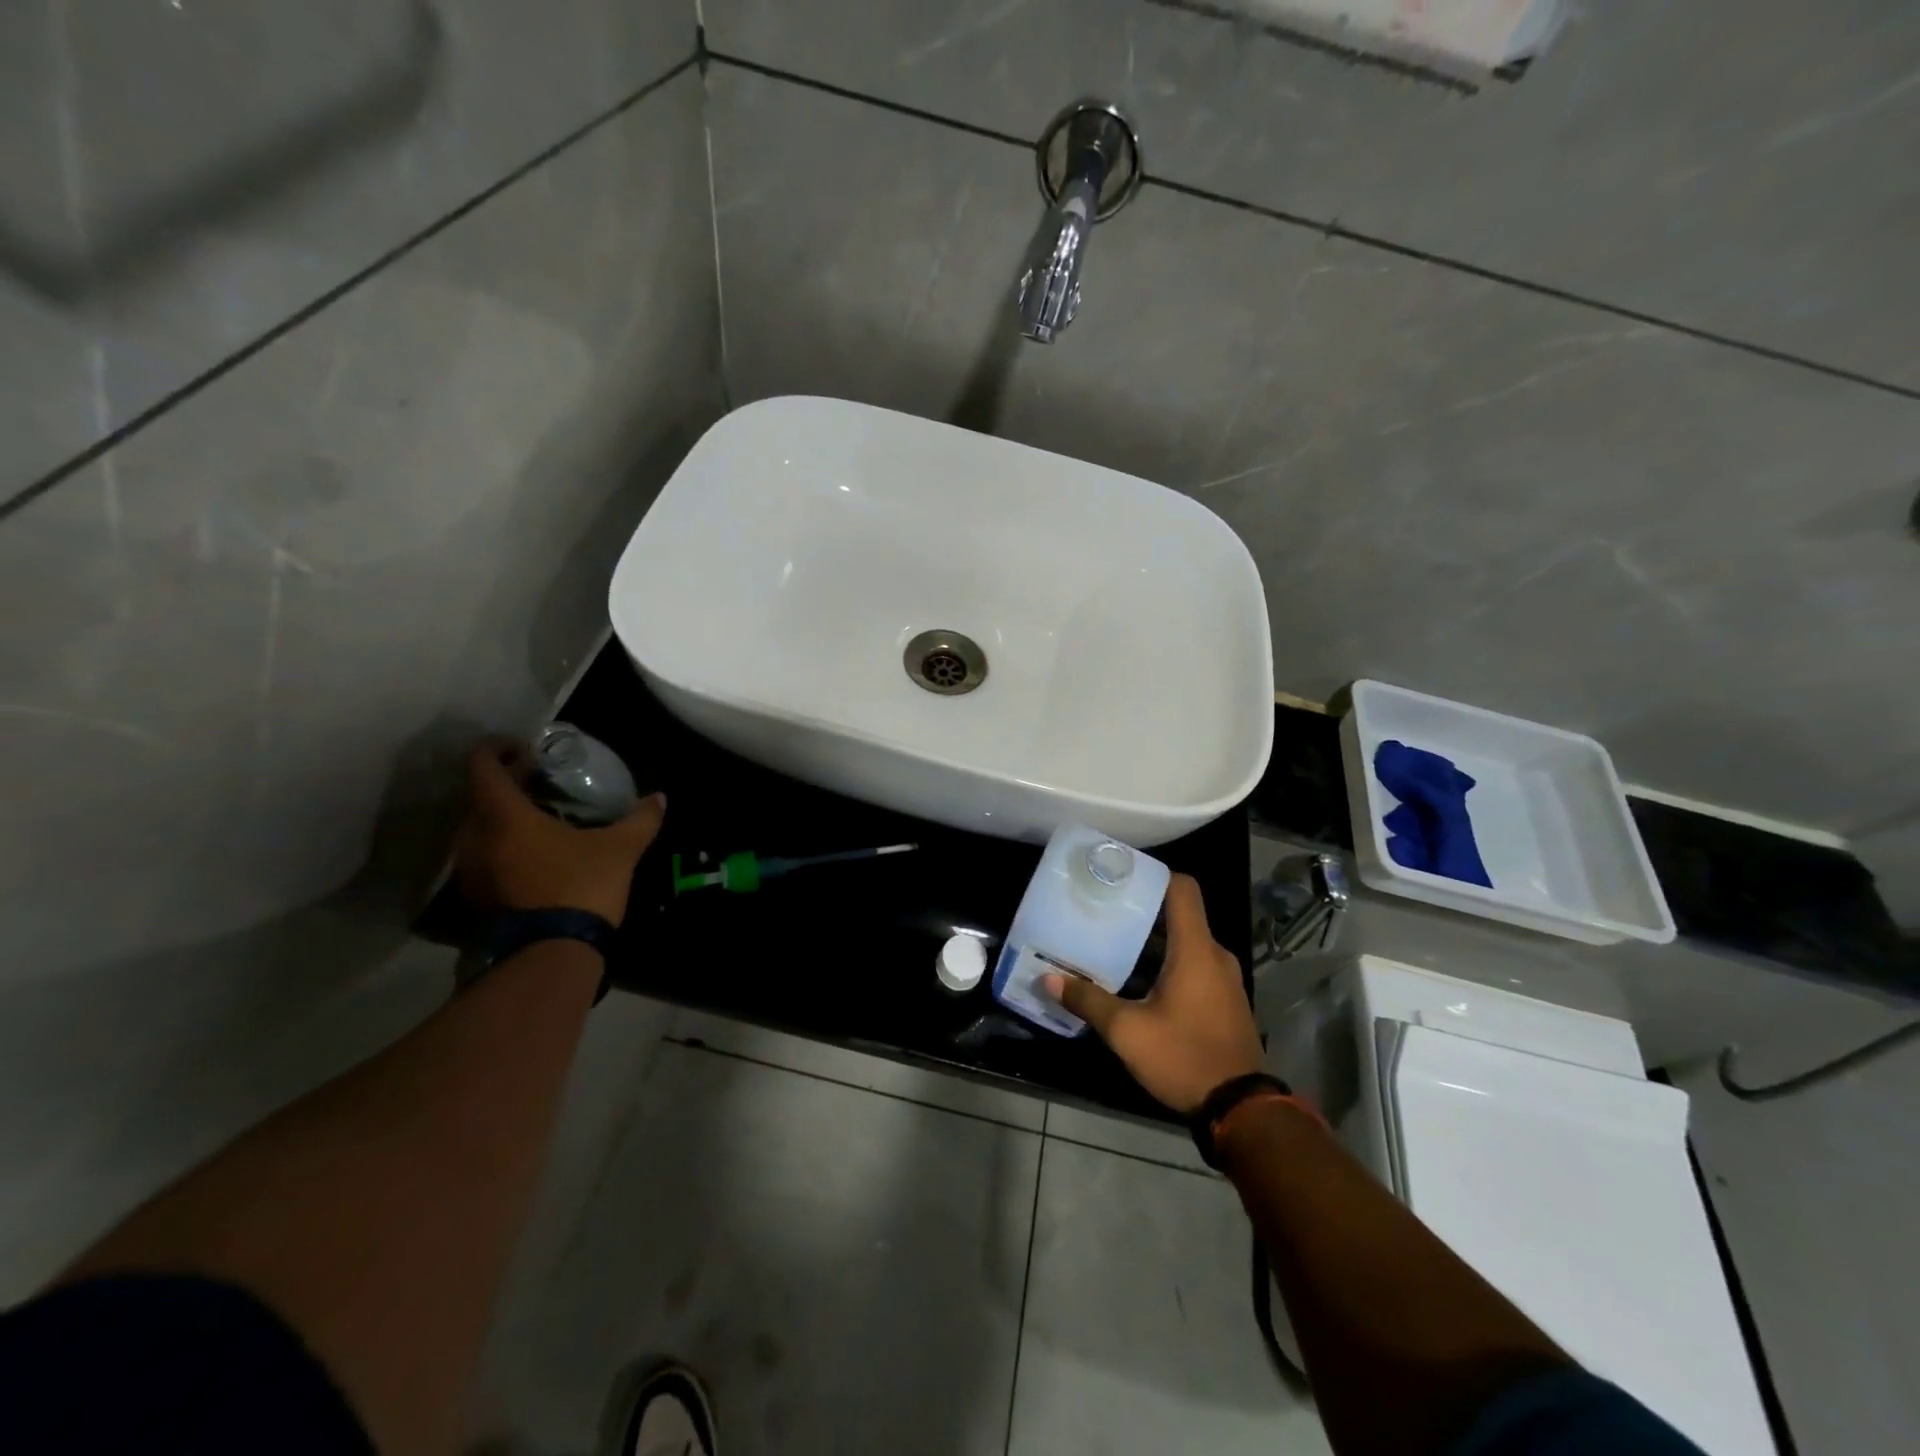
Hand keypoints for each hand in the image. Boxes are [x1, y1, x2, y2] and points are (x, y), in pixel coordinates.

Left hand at [454, 743, 664, 925]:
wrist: (552, 955)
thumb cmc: (581, 886)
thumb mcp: (621, 849)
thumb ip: (640, 819)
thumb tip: (658, 798)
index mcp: (504, 817)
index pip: (482, 767)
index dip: (497, 749)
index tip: (522, 748)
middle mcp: (476, 839)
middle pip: (480, 799)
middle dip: (507, 787)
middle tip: (540, 785)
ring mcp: (471, 873)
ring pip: (480, 832)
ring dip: (504, 820)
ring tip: (539, 821)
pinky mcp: (477, 899)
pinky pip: (485, 860)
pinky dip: (504, 849)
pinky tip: (535, 857)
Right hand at [1043, 874, 1262, 1114]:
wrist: (1242, 1111)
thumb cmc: (1184, 1057)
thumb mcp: (1128, 1031)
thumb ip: (1088, 1000)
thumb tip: (1048, 978)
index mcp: (1196, 949)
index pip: (1182, 888)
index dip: (1152, 874)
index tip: (1120, 875)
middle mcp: (1214, 955)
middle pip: (1179, 915)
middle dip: (1142, 910)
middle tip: (1103, 911)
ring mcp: (1224, 979)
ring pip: (1185, 943)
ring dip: (1152, 942)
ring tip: (1112, 943)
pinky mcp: (1224, 1001)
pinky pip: (1194, 966)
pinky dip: (1167, 963)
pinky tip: (1137, 980)